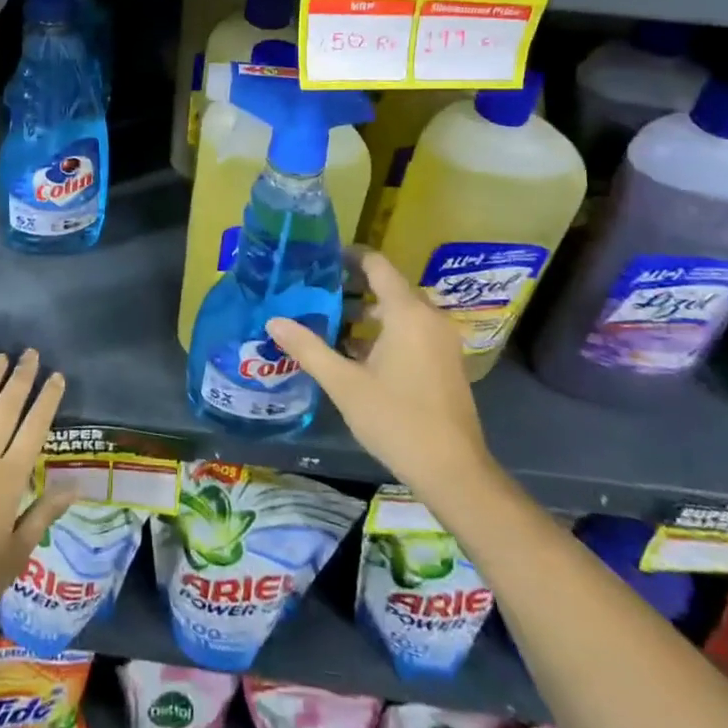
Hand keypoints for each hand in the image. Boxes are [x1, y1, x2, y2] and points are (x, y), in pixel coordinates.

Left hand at [0, 350, 74, 630]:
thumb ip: (43, 515)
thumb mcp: (15, 555)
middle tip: (30, 353)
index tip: (56, 376)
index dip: (46, 400)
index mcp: (8, 479)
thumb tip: (75, 486)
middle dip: (20, 378)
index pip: (34, 429)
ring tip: (0, 358)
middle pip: (6, 409)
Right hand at [269, 249, 494, 498]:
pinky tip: (357, 352)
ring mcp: (441, 340)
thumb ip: (309, 347)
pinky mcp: (445, 361)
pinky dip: (385, 330)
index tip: (320, 258)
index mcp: (407, 313)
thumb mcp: (344, 384)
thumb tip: (273, 321)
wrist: (454, 472)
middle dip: (353, 285)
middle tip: (316, 290)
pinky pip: (412, 329)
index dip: (349, 256)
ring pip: (400, 310)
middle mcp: (429, 317)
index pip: (377, 264)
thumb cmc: (396, 420)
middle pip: (388, 285)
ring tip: (330, 320)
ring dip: (368, 311)